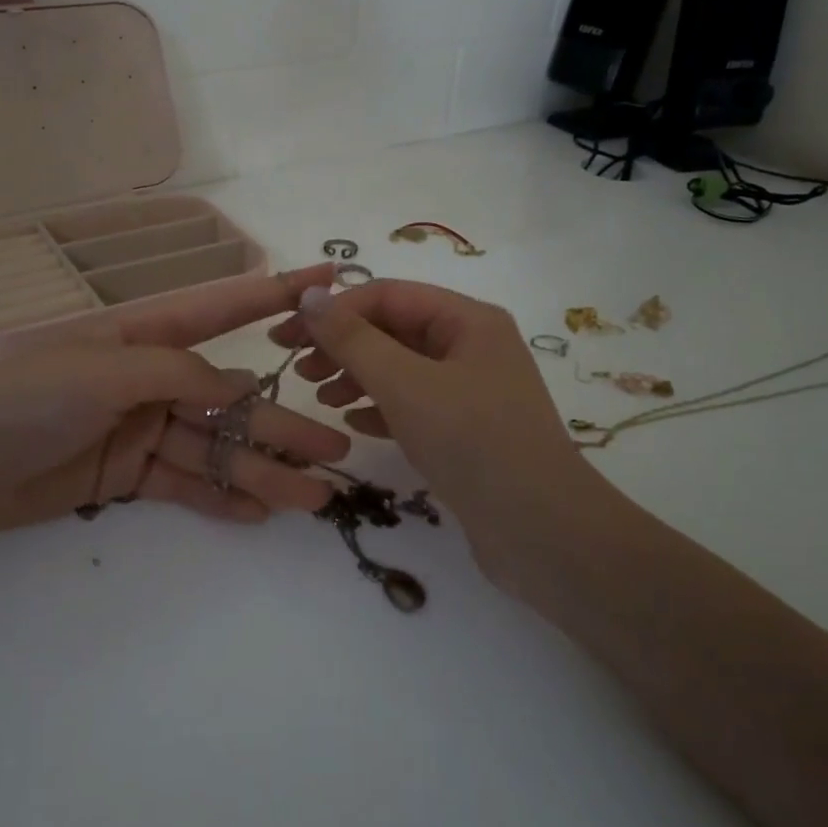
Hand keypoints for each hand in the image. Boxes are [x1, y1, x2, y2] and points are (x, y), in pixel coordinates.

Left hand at [0, 263, 350, 539]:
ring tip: (313, 498)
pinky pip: (186, 486)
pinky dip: (220, 499)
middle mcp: (155, 381)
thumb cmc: (29, 400)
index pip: (224, 310)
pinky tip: (260, 514)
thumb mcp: (107, 373)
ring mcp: (145, 431)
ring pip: (216, 451)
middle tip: (338, 449)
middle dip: (283, 423)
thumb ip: (179, 375)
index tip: (328, 282)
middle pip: (232, 402)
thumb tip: (240, 388)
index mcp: (148, 339)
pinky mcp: (131, 476)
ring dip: (262, 472)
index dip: (277, 294)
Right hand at [268, 279, 616, 590]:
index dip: (334, 311)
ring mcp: (471, 392)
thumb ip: (353, 339)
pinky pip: (413, 406)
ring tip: (321, 399)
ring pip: (401, 370)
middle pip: (394, 330)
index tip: (286, 337)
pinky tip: (353, 425)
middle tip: (298, 370)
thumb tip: (310, 296)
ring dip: (357, 377)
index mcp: (468, 320)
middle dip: (343, 345)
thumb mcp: (405, 384)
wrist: (541, 531)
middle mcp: (472, 347)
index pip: (387, 295)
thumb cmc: (472, 442)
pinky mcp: (466, 432)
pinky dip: (380, 409)